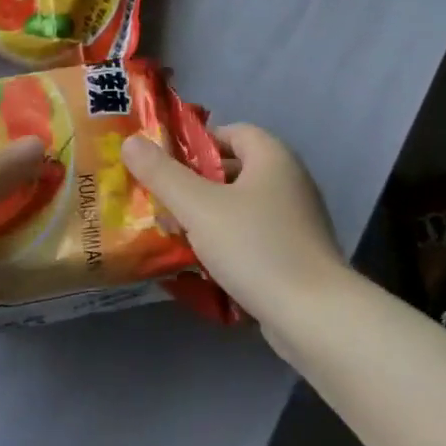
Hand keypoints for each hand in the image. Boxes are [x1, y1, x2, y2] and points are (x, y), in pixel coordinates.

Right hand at [121, 124, 348, 329]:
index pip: (231, 131)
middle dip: (195, 184)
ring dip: (208, 218)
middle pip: (234, 170)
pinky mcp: (296, 253)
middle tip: (160, 202)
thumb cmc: (255, 247)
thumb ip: (163, 174)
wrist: (314, 315)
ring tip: (173, 235)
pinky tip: (203, 265)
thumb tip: (131, 141)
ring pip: (241, 206)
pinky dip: (228, 243)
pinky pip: (253, 236)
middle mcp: (289, 180)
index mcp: (272, 156)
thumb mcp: (199, 207)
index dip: (196, 143)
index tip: (164, 164)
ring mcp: (296, 219)